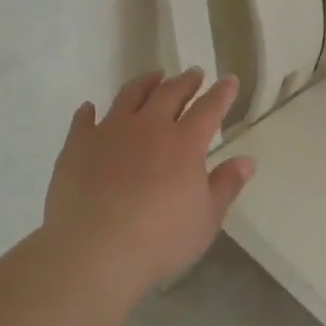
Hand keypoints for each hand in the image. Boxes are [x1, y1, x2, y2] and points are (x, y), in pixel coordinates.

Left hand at [42, 69, 254, 294]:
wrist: (94, 251)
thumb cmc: (159, 241)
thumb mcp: (206, 220)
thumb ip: (226, 186)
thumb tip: (247, 160)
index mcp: (184, 143)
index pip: (209, 108)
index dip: (221, 93)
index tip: (229, 80)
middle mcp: (148, 127)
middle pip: (170, 93)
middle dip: (185, 81)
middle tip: (193, 74)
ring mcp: (110, 132)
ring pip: (130, 96)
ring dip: (145, 83)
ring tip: (153, 77)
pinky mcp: (78, 145)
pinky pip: (84, 120)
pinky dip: (89, 112)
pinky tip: (90, 108)